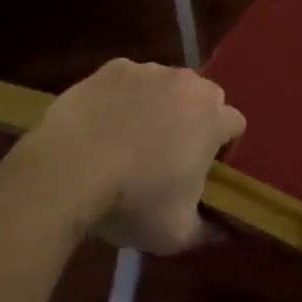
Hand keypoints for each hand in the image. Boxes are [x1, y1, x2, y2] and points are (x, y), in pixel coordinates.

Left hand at [16, 59, 244, 254]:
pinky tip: (105, 122)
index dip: (223, 147)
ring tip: (132, 137)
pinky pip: (130, 80)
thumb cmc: (131, 201)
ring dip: (161, 105)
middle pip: (205, 97)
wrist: (66, 169)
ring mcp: (149, 71)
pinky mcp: (113, 68)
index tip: (203, 171)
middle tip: (171, 153)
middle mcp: (188, 85)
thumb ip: (207, 229)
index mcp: (212, 119)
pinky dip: (125, 97)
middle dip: (196, 119)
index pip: (235, 124)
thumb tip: (222, 229)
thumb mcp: (176, 234)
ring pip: (167, 85)